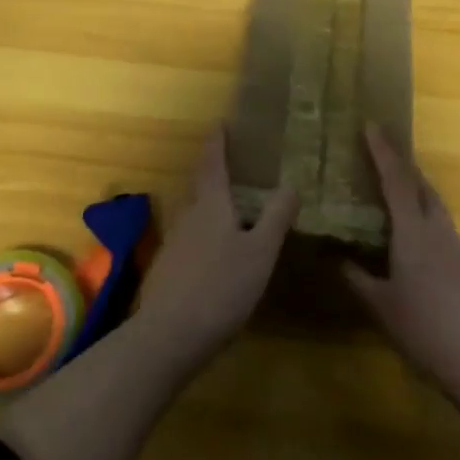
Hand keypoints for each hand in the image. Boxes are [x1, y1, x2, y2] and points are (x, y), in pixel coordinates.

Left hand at [139, 129, 298, 363]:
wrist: (168, 335)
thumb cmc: (220, 287)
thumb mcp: (260, 252)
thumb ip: (276, 217)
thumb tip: (291, 183)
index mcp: (210, 203)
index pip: (212, 161)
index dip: (218, 141)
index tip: (222, 123)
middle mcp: (188, 214)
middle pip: (199, 184)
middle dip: (213, 169)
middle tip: (233, 161)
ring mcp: (174, 241)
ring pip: (193, 210)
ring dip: (209, 200)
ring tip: (230, 201)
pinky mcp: (168, 267)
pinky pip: (190, 234)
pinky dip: (205, 228)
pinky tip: (217, 247)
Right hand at [345, 124, 459, 397]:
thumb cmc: (426, 333)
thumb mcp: (382, 309)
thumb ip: (358, 280)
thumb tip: (336, 258)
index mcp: (414, 236)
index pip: (396, 182)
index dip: (383, 152)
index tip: (373, 126)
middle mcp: (441, 233)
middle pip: (424, 188)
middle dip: (405, 168)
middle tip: (386, 159)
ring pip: (439, 214)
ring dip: (420, 201)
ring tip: (401, 212)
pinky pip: (451, 241)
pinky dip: (434, 236)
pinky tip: (428, 266)